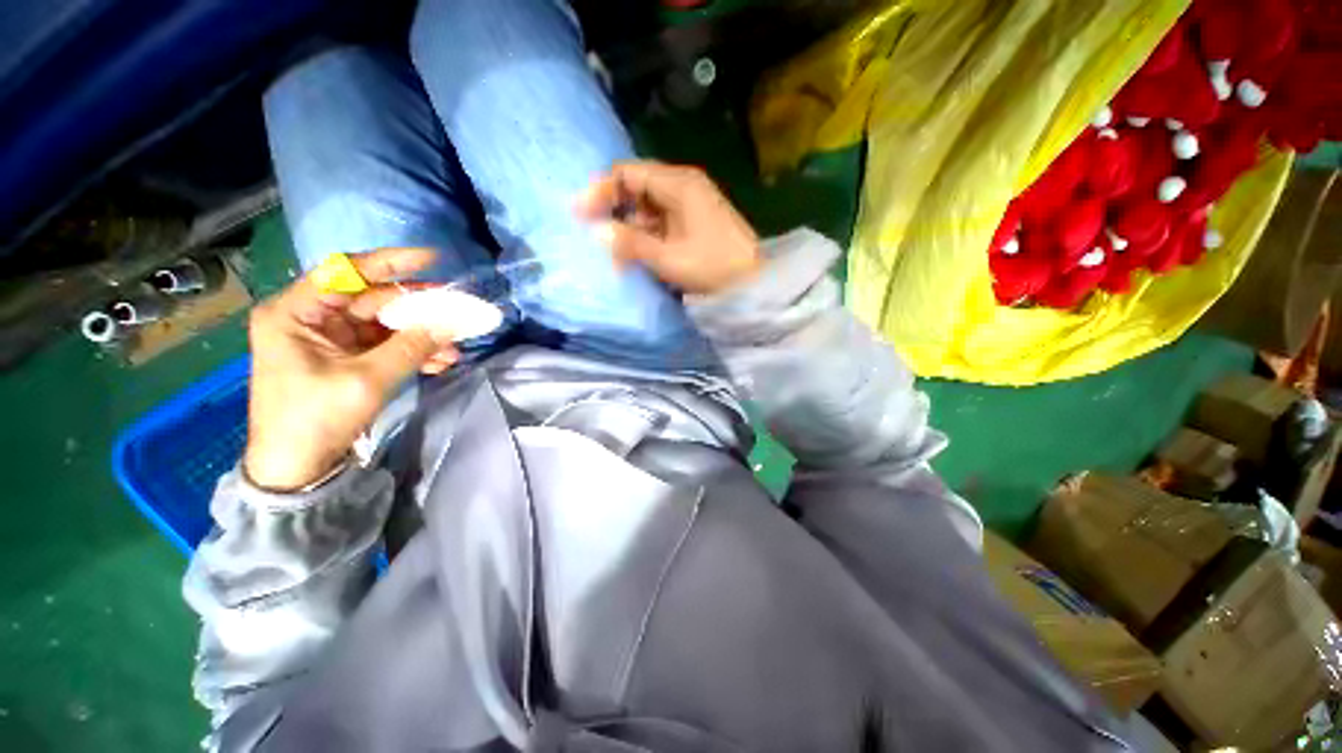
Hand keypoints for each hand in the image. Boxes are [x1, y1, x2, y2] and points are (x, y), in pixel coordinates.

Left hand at [243, 248, 457, 490]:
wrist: (297, 467)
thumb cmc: (314, 419)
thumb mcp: (366, 380)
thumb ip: (411, 346)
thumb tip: (452, 321)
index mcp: (296, 313)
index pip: (345, 272)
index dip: (390, 262)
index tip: (432, 259)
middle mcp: (312, 318)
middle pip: (374, 299)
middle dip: (419, 307)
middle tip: (458, 310)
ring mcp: (332, 338)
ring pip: (387, 323)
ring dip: (422, 333)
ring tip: (456, 344)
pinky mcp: (348, 357)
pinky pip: (388, 344)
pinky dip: (415, 350)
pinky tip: (442, 360)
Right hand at [578, 161, 760, 294]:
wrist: (754, 284)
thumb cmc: (713, 267)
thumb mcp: (668, 257)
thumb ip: (631, 243)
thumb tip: (597, 231)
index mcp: (679, 184)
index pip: (628, 173)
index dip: (601, 191)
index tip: (580, 215)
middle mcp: (684, 187)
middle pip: (637, 188)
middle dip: (615, 212)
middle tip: (597, 239)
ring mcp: (691, 205)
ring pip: (648, 208)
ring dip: (631, 229)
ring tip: (617, 255)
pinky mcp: (695, 223)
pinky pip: (662, 223)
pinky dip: (647, 237)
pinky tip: (638, 256)